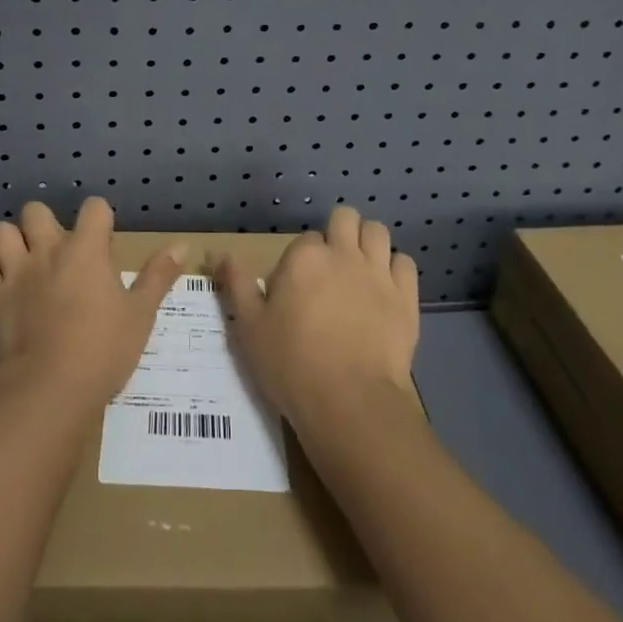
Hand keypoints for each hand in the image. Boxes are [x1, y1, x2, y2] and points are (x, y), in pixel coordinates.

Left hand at [0, 196, 183, 406]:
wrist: (50, 387)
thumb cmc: (104, 348)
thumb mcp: (141, 314)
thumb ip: (158, 276)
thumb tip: (182, 245)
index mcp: (86, 249)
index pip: (94, 207)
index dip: (100, 219)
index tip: (104, 242)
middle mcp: (48, 250)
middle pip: (36, 211)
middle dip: (45, 223)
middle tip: (58, 251)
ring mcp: (15, 272)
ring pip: (1, 233)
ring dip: (11, 242)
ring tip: (24, 263)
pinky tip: (3, 289)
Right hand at [217, 205, 418, 432]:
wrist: (350, 403)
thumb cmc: (292, 364)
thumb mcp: (249, 326)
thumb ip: (235, 283)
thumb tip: (216, 252)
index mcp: (304, 258)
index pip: (304, 239)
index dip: (300, 260)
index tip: (296, 287)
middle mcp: (343, 254)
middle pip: (345, 218)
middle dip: (338, 232)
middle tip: (330, 266)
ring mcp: (378, 274)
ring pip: (377, 232)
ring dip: (366, 243)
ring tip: (359, 269)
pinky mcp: (406, 297)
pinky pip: (405, 262)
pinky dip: (395, 268)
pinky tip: (385, 288)